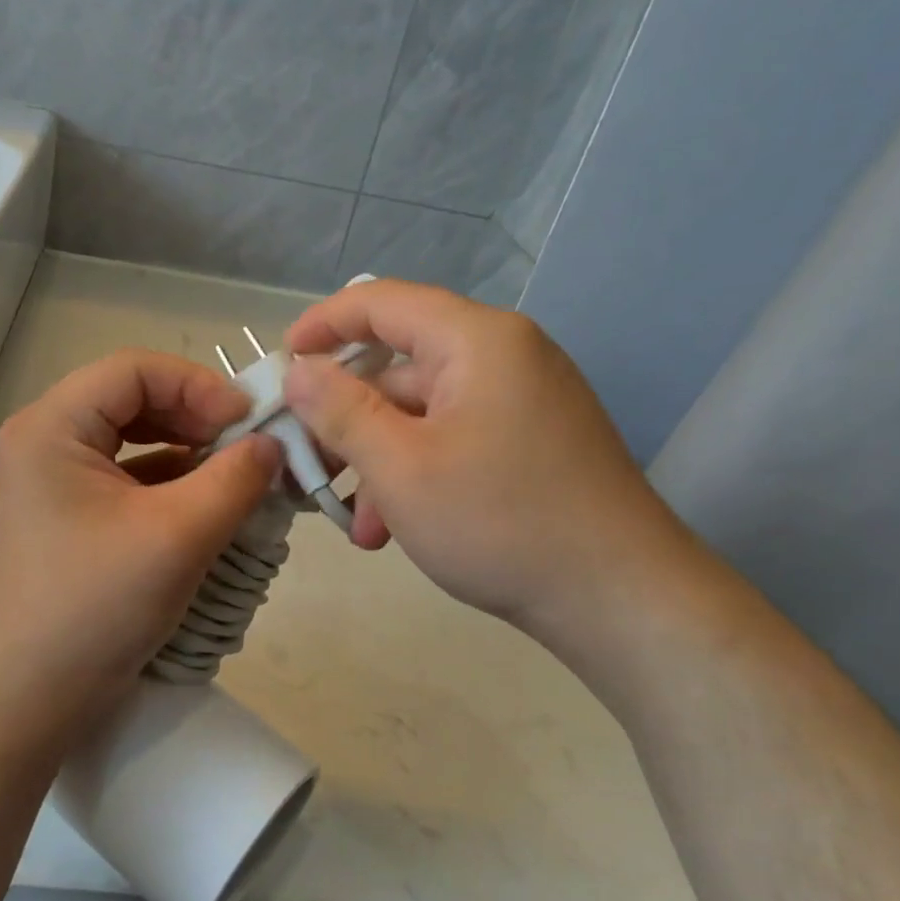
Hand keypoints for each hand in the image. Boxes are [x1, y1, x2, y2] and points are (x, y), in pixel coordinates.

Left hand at [0, 350, 280, 745]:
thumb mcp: (178, 536)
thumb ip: (235, 478)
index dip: (198, 385)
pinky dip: (173, 479)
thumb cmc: (97, 607)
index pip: (134, 370)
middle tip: (249, 446)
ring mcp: (55, 478)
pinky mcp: (71, 512)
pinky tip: (211, 499)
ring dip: (190, 448)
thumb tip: (273, 443)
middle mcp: (45, 440)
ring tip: (238, 472)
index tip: (250, 422)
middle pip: (133, 398)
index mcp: (51, 427)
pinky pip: (129, 475)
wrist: (34, 696)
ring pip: (134, 437)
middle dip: (197, 416)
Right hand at [283, 282, 691, 641]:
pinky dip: (416, 473)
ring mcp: (522, 402)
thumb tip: (299, 370)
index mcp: (476, 341)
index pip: (382, 302)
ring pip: (422, 413)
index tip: (279, 361)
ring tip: (355, 522)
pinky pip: (453, 440)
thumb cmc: (499, 522)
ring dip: (378, 459)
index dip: (322, 324)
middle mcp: (504, 357)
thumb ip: (340, 410)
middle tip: (305, 464)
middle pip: (399, 366)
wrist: (620, 598)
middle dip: (346, 418)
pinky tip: (393, 528)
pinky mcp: (531, 443)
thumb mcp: (399, 467)